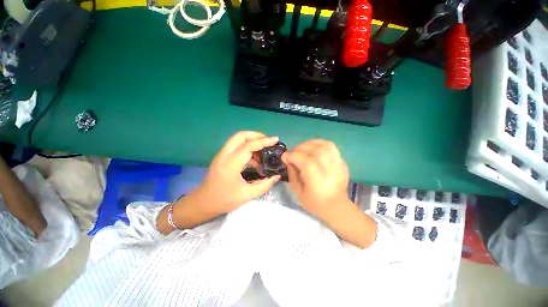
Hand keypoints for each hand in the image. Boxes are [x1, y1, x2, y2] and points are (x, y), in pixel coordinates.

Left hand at [198, 131, 280, 213]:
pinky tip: (255, 161)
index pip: (249, 145)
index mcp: (231, 163)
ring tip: (264, 152)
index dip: (264, 141)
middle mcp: (225, 154)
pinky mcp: (222, 157)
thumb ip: (264, 184)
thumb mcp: (247, 195)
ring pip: (238, 139)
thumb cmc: (224, 200)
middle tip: (268, 142)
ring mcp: (222, 154)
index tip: (275, 140)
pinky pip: (237, 147)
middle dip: (257, 136)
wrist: (202, 203)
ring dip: (252, 142)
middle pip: (241, 135)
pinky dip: (247, 149)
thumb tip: (277, 176)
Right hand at [282, 140, 349, 219]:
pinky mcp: (341, 161)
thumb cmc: (315, 202)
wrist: (336, 206)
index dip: (289, 156)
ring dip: (308, 144)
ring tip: (302, 149)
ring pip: (320, 145)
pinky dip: (320, 143)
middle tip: (292, 154)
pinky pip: (330, 146)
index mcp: (314, 175)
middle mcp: (326, 165)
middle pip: (309, 149)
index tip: (284, 157)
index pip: (299, 158)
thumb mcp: (297, 191)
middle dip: (297, 149)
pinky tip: (314, 147)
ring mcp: (336, 162)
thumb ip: (292, 173)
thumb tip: (288, 160)